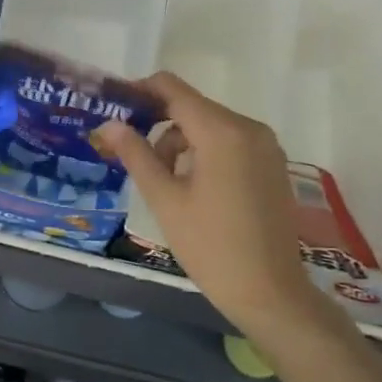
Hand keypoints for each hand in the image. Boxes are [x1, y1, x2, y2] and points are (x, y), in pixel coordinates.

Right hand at [98, 73, 341, 341]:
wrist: (269, 292)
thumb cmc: (210, 246)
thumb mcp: (164, 199)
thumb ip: (136, 154)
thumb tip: (109, 123)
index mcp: (222, 132)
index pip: (173, 89)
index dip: (140, 91)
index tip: (114, 107)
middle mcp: (249, 128)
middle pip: (192, 107)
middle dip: (158, 124)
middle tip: (131, 155)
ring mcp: (266, 146)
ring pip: (210, 125)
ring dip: (180, 141)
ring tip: (162, 181)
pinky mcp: (272, 164)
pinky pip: (230, 141)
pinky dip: (204, 151)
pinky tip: (191, 186)